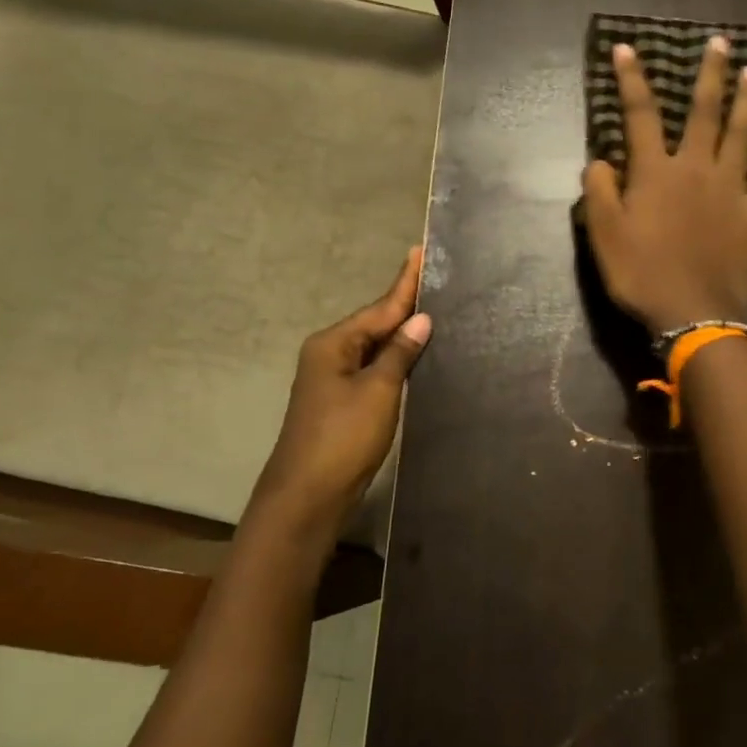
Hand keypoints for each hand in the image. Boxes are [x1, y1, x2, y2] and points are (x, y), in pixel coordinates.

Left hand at [243, 248, 432, 558]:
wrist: (308, 495)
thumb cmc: (343, 437)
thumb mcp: (378, 390)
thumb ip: (400, 352)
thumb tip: (420, 319)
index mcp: (333, 343)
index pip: (379, 307)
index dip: (404, 282)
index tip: (420, 251)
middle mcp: (330, 354)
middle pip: (375, 324)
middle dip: (405, 305)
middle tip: (438, 282)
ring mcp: (334, 381)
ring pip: (375, 348)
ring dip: (402, 334)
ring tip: (436, 312)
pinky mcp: (343, 404)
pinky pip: (374, 371)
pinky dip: (396, 361)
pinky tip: (417, 357)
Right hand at [582, 37, 746, 333]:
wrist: (691, 312)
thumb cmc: (641, 273)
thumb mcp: (603, 234)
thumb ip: (599, 191)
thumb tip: (601, 160)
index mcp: (656, 172)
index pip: (641, 115)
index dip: (632, 80)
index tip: (627, 49)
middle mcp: (696, 169)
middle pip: (705, 112)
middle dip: (711, 75)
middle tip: (720, 43)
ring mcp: (731, 190)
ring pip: (743, 135)